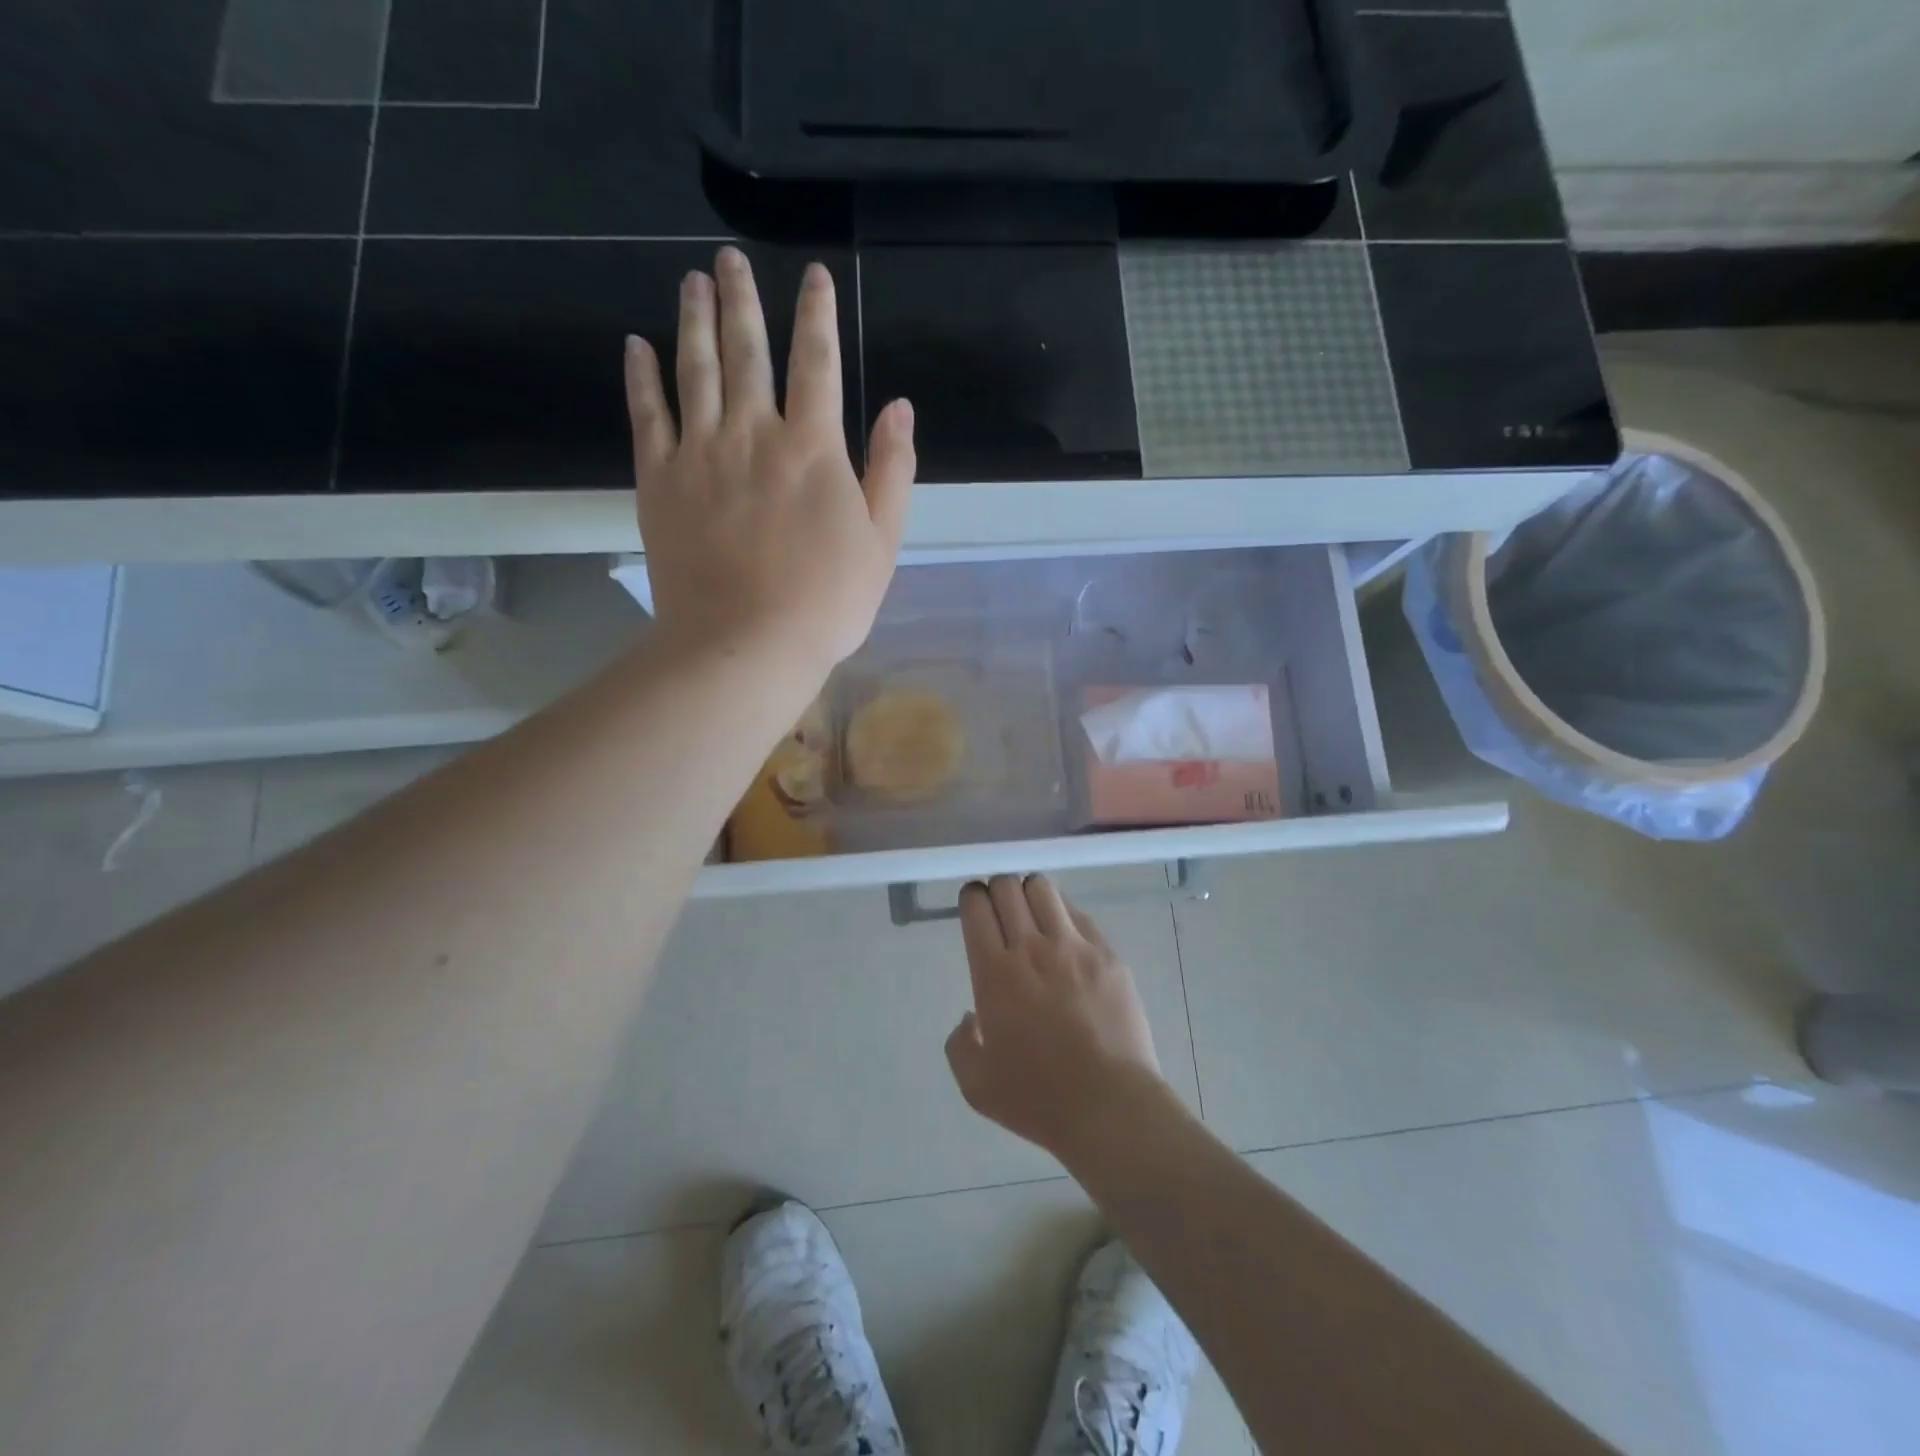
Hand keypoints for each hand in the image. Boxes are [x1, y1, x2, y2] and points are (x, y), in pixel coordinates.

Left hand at [624, 246, 916, 676]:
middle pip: (747, 351)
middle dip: (742, 301)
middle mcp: (754, 433)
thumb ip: (892, 471)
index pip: (817, 362)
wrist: (746, 643)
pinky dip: (642, 377)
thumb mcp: (882, 542)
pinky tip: (636, 346)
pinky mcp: (660, 480)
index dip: (817, 314)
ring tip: (692, 281)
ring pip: (695, 370)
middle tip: (730, 261)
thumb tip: (900, 407)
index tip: (813, 276)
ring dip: (694, 320)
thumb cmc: (825, 601)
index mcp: (813, 448)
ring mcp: (701, 453)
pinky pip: (647, 415)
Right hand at [945, 874, 1165, 1158]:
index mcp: (994, 973)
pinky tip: (1065, 937)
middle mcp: (1031, 948)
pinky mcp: (1107, 954)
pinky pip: (1079, 914)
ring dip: (1030, 894)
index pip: (977, 906)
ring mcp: (1074, 947)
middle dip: (997, 889)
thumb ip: (960, 1044)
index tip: (973, 906)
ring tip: (1033, 915)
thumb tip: (972, 1017)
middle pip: (1008, 886)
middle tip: (1000, 908)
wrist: (1110, 1106)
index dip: (971, 897)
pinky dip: (1064, 915)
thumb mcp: (976, 1084)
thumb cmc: (1038, 1098)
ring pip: (1044, 889)